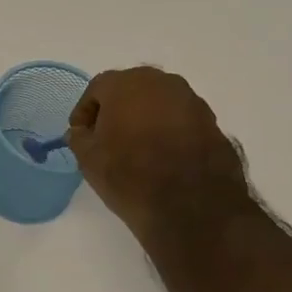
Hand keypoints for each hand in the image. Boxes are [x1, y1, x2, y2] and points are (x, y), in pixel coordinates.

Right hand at [66, 67, 256, 252]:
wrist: (193, 207)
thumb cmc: (130, 176)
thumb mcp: (88, 159)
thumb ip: (79, 137)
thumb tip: (82, 131)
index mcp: (126, 84)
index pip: (97, 88)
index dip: (85, 112)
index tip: (81, 134)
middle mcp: (162, 83)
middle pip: (131, 89)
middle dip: (117, 109)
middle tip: (107, 137)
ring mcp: (192, 101)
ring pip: (159, 102)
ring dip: (145, 118)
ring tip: (136, 148)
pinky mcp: (213, 123)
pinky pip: (180, 119)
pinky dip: (168, 130)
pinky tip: (163, 156)